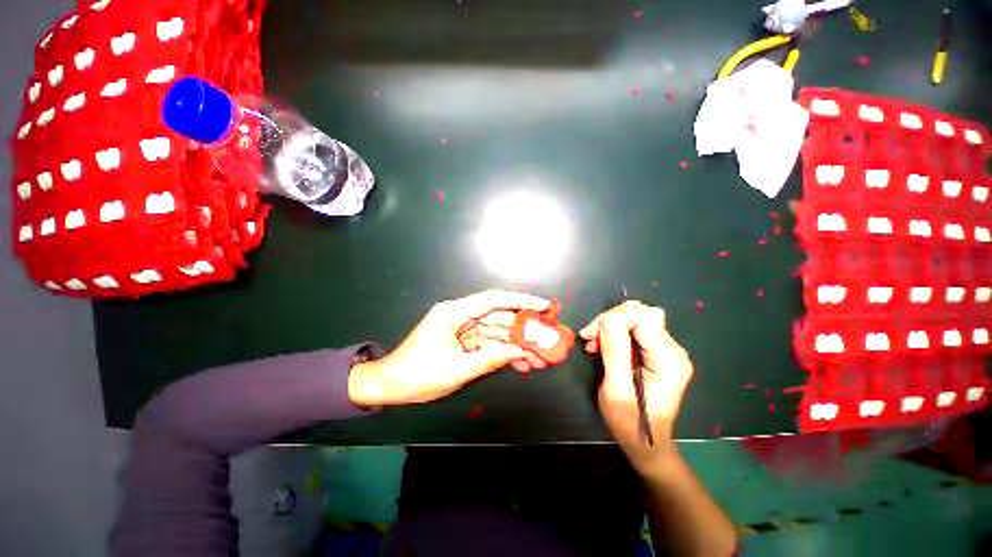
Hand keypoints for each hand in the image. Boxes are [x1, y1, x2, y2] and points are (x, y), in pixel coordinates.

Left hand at [348, 290, 550, 406]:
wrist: (390, 385)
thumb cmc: (419, 375)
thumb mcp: (458, 369)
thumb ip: (491, 358)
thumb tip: (520, 351)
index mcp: (454, 313)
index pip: (493, 300)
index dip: (521, 301)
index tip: (544, 305)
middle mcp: (460, 315)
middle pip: (499, 317)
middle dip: (523, 330)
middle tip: (546, 341)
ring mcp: (462, 327)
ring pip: (496, 332)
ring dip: (515, 345)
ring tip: (538, 360)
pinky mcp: (463, 340)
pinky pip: (488, 342)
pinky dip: (503, 352)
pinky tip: (521, 363)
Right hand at [579, 301, 693, 475]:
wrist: (644, 442)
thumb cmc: (629, 422)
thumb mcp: (617, 389)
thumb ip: (615, 352)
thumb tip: (608, 319)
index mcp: (669, 360)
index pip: (644, 318)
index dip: (615, 319)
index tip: (591, 334)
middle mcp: (673, 350)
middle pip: (642, 313)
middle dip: (611, 319)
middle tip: (590, 337)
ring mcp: (666, 350)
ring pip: (636, 317)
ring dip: (611, 324)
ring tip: (593, 341)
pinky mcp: (657, 352)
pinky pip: (634, 329)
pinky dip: (615, 331)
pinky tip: (601, 344)